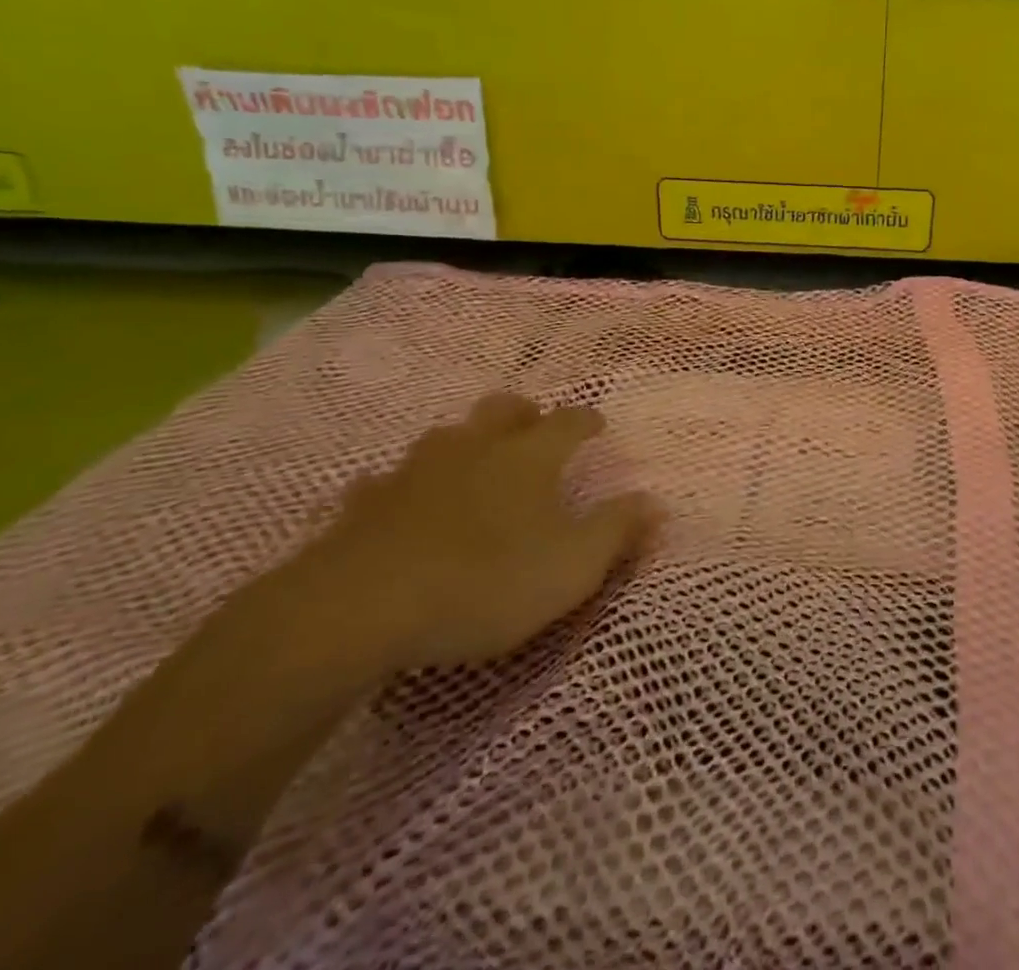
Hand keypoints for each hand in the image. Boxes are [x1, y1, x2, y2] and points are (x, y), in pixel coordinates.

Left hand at [286, 395, 659, 671]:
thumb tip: (656, 501)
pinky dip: (402, 487)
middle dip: (524, 413)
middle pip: (504, 410)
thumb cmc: (486, 581)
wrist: (361, 607)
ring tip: (473, 462)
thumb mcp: (573, 566)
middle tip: (534, 428)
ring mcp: (417, 470)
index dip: (586, 421)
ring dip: (465, 442)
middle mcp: (477, 448)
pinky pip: (387, 482)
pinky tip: (400, 503)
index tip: (597, 425)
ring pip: (447, 437)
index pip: (569, 422)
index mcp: (530, 457)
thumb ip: (617, 531)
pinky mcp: (366, 503)